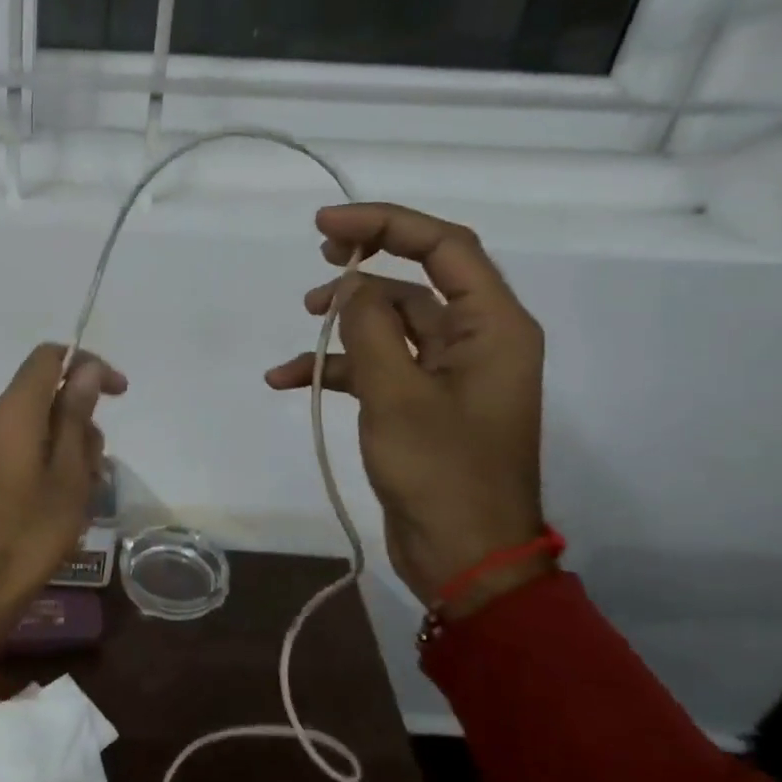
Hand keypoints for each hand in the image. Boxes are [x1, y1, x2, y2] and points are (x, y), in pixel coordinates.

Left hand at [0, 344, 126, 652]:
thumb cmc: (31, 534)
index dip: (87, 364)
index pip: (47, 358)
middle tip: (99, 467)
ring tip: (83, 494)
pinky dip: (44, 460)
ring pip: (33, 425)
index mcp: (10, 414)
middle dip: (80, 420)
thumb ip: (76, 416)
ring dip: (66, 446)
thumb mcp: (69, 475)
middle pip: (42, 395)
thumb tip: (86, 369)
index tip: (118, 392)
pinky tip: (60, 501)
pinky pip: (17, 447)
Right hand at [266, 204, 546, 615]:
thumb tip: (351, 288)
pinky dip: (338, 369)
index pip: (445, 248)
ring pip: (392, 325)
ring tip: (302, 323)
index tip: (327, 226)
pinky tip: (288, 379)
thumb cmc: (440, 472)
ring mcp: (449, 374)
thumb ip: (371, 330)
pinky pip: (378, 368)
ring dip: (345, 323)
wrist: (463, 556)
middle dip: (366, 266)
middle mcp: (477, 340)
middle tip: (318, 254)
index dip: (387, 224)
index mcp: (494, 327)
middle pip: (419, 281)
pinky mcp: (422, 404)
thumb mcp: (396, 395)